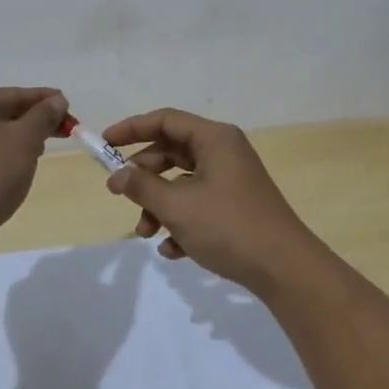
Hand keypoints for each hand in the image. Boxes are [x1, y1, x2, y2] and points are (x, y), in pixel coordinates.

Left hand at [0, 87, 66, 252]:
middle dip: (31, 122)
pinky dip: (0, 160)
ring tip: (42, 151)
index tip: (68, 106)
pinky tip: (17, 171)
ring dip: (17, 141)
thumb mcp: (24, 139)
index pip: (9, 95)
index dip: (43, 99)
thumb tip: (57, 101)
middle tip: (62, 130)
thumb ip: (43, 116)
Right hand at [101, 108, 322, 297]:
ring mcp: (232, 180)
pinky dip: (181, 222)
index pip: (166, 120)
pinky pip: (199, 205)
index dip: (132, 128)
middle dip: (144, 176)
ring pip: (183, 182)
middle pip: (172, 151)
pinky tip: (173, 251)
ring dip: (159, 205)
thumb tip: (117, 176)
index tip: (104, 144)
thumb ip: (142, 186)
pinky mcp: (236, 207)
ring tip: (147, 233)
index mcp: (215, 139)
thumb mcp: (177, 206)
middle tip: (120, 194)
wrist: (284, 268)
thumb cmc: (228, 226)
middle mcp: (224, 152)